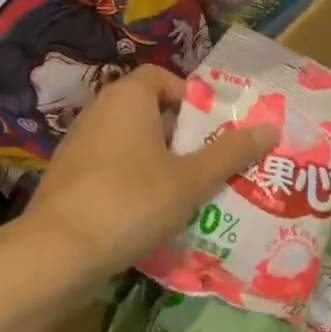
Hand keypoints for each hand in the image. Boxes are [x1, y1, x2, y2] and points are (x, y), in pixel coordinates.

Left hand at [24, 66, 279, 281]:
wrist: (58, 253)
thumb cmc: (132, 201)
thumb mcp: (191, 179)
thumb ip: (231, 153)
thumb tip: (272, 127)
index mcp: (127, 98)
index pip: (161, 77)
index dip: (191, 97)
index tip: (213, 128)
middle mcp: (98, 113)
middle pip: (149, 112)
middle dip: (183, 136)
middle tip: (212, 163)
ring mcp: (78, 148)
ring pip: (131, 145)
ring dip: (161, 163)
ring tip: (191, 192)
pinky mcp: (69, 181)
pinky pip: (112, 171)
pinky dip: (135, 184)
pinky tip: (154, 215)